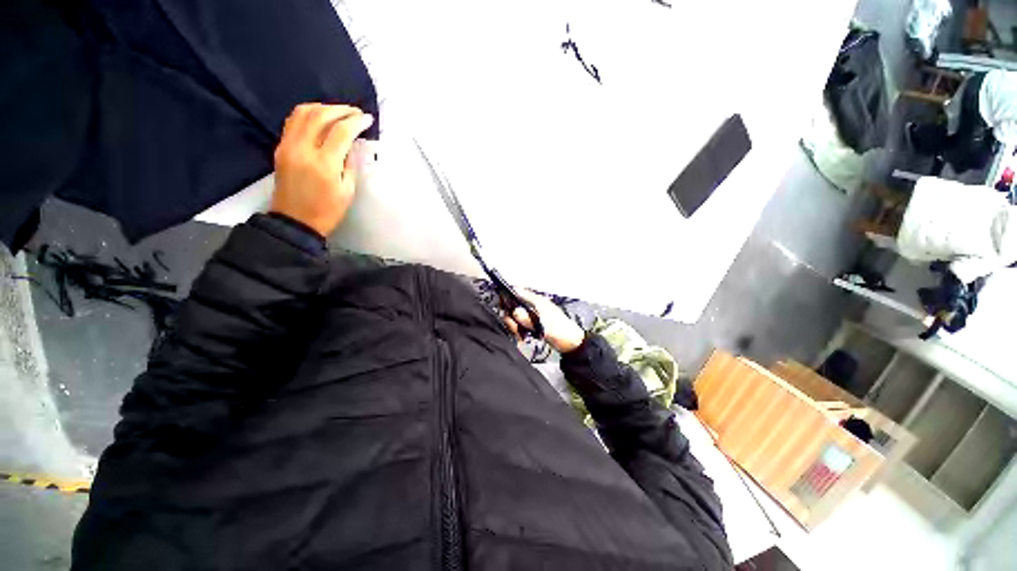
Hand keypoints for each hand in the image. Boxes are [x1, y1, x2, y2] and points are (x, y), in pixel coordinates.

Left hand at [270, 103, 374, 236]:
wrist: (295, 221)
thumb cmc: (328, 210)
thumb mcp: (348, 191)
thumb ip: (350, 164)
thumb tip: (353, 144)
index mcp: (324, 164)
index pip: (341, 132)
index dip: (356, 122)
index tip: (367, 119)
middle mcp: (303, 149)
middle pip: (321, 115)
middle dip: (341, 110)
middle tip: (356, 113)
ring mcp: (288, 146)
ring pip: (303, 113)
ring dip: (323, 107)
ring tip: (339, 112)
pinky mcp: (281, 147)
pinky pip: (293, 121)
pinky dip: (309, 114)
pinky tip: (321, 118)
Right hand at [502, 289, 585, 352]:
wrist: (572, 343)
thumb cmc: (562, 331)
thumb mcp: (544, 325)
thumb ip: (529, 319)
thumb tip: (515, 312)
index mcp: (537, 301)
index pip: (518, 292)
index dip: (508, 296)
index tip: (502, 306)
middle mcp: (534, 306)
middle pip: (514, 305)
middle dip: (511, 317)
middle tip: (514, 328)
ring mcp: (533, 315)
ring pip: (516, 316)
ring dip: (514, 325)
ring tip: (519, 334)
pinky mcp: (534, 323)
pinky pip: (521, 324)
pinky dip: (519, 330)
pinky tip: (522, 336)